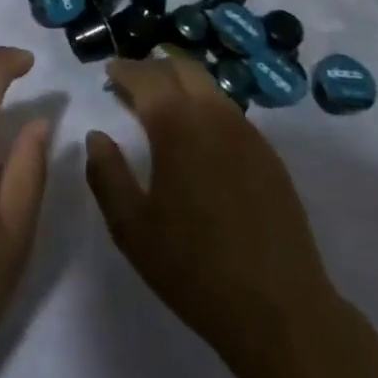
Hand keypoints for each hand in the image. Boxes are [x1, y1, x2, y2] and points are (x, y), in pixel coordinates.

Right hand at [84, 55, 343, 377]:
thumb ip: (107, 175)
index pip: (146, 78)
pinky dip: (205, 106)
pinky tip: (197, 136)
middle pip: (182, 68)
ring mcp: (247, 133)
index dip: (124, 70)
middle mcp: (214, 115)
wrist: (280, 309)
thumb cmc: (195, 268)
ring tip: (161, 105)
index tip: (109, 71)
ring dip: (181, 84)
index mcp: (177, 125)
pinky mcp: (269, 155)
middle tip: (131, 83)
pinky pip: (230, 112)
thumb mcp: (132, 228)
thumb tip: (97, 137)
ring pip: (209, 86)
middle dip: (153, 68)